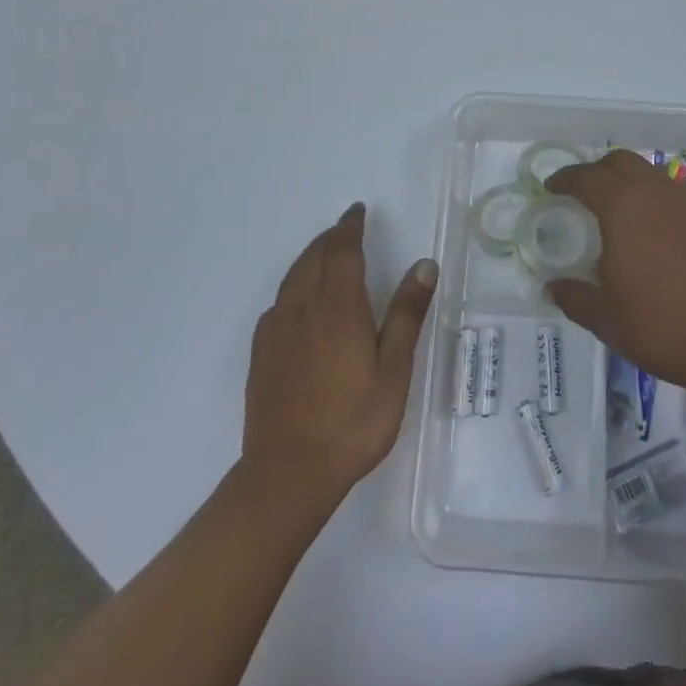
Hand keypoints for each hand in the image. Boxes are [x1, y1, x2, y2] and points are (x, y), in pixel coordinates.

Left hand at [241, 204, 437, 510]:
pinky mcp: (261, 353)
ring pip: (293, 277)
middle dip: (330, 238)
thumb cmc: (352, 422)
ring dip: (310, 257)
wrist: (287, 474)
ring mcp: (277, 330)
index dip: (350, 226)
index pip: (341, 250)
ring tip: (325, 254)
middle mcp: (303, 308)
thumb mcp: (393, 370)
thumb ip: (406, 314)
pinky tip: (300, 301)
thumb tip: (424, 264)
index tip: (358, 210)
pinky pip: (279, 302)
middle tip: (347, 229)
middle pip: (313, 257)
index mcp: (338, 306)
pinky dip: (294, 285)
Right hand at [545, 152, 685, 406]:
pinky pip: (672, 195)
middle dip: (597, 170)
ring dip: (628, 181)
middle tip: (582, 192)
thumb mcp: (606, 319)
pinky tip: (650, 232)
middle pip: (621, 162)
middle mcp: (656, 193)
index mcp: (624, 206)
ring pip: (650, 175)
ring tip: (615, 210)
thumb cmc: (663, 326)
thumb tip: (552, 286)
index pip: (587, 178)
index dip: (565, 179)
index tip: (551, 187)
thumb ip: (575, 297)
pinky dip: (653, 200)